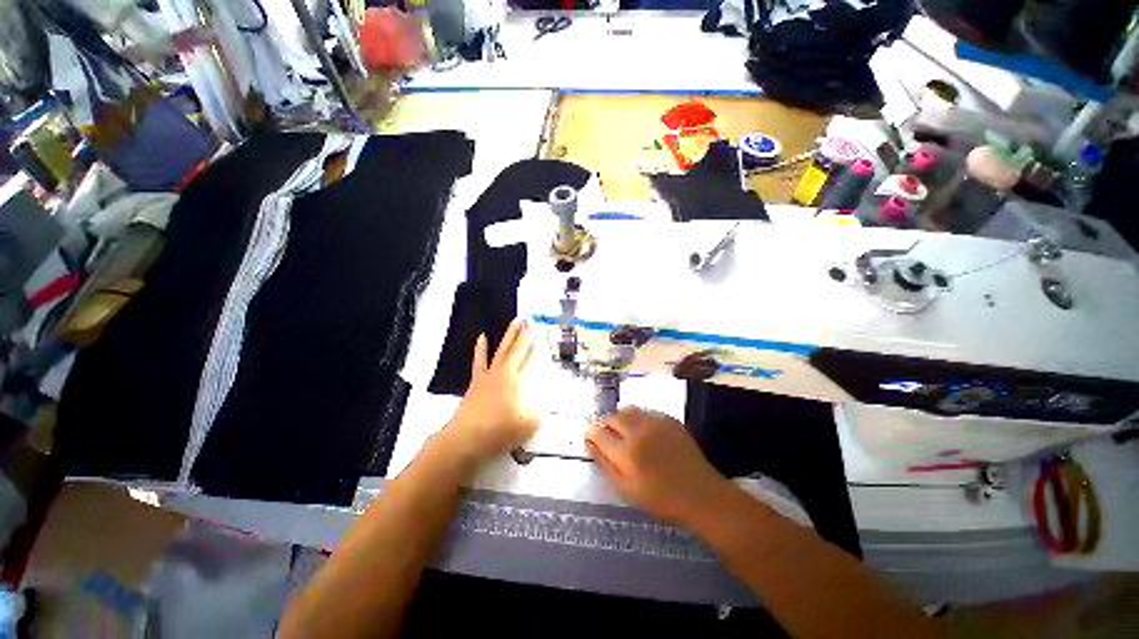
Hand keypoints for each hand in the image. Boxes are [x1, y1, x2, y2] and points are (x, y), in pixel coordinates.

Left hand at [442, 319, 538, 462]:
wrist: (465, 440)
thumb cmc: (499, 429)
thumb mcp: (528, 423)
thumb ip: (537, 412)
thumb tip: (538, 407)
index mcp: (512, 377)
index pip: (522, 354)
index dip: (528, 339)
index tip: (533, 326)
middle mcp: (499, 373)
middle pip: (510, 348)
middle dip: (517, 333)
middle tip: (523, 318)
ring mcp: (484, 378)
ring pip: (496, 353)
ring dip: (504, 339)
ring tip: (510, 324)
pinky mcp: (475, 387)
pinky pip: (478, 364)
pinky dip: (480, 351)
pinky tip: (481, 340)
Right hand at [586, 407, 729, 523]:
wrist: (700, 493)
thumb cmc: (659, 497)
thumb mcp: (625, 489)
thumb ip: (603, 463)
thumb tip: (589, 441)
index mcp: (626, 452)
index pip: (598, 432)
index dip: (591, 432)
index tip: (590, 435)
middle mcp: (639, 431)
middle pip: (612, 416)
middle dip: (605, 424)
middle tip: (608, 436)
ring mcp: (656, 421)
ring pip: (627, 410)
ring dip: (620, 418)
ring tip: (624, 432)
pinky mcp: (668, 418)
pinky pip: (644, 411)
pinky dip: (637, 418)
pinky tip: (643, 432)